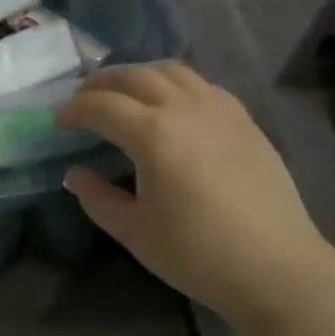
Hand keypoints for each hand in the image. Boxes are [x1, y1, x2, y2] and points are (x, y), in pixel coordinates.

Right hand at [56, 63, 334, 324]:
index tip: (59, 120)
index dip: (75, 109)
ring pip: (170, 70)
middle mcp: (184, 107)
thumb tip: (75, 174)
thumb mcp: (136, 233)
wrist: (275, 265)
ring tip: (124, 93)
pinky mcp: (242, 116)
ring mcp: (218, 107)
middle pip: (134, 76)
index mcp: (153, 134)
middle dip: (102, 83)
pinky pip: (200, 83)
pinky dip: (174, 83)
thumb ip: (99, 199)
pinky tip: (171, 105)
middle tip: (84, 99)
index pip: (102, 106)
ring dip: (139, 75)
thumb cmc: (199, 254)